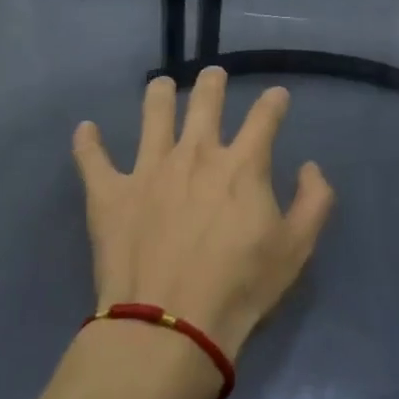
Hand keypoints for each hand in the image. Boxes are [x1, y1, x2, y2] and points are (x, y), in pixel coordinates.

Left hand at [72, 68, 333, 358]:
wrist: (170, 324)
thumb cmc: (240, 287)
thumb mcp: (296, 248)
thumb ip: (314, 201)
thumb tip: (310, 167)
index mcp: (241, 165)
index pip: (264, 118)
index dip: (274, 102)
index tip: (277, 96)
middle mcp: (195, 154)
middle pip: (205, 103)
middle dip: (212, 84)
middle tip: (213, 74)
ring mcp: (149, 170)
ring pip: (153, 116)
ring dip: (159, 95)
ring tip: (160, 84)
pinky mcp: (110, 194)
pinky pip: (93, 160)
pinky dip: (88, 143)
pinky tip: (85, 129)